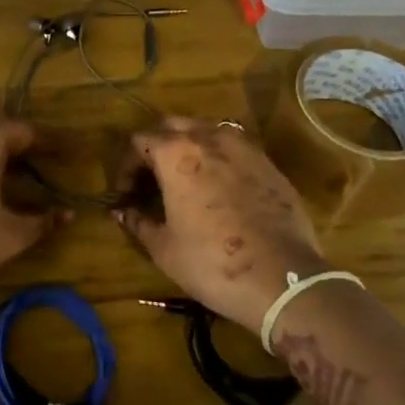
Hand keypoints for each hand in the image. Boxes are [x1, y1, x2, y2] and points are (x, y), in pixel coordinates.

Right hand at [113, 117, 327, 335]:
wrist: (282, 279)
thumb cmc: (212, 263)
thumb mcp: (164, 248)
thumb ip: (138, 221)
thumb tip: (122, 211)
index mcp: (176, 152)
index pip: (139, 141)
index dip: (126, 167)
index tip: (125, 194)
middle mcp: (209, 137)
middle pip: (172, 125)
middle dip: (156, 147)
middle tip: (151, 180)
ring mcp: (243, 146)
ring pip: (205, 131)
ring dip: (188, 147)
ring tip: (184, 180)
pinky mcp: (268, 162)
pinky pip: (234, 148)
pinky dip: (218, 158)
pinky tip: (218, 188)